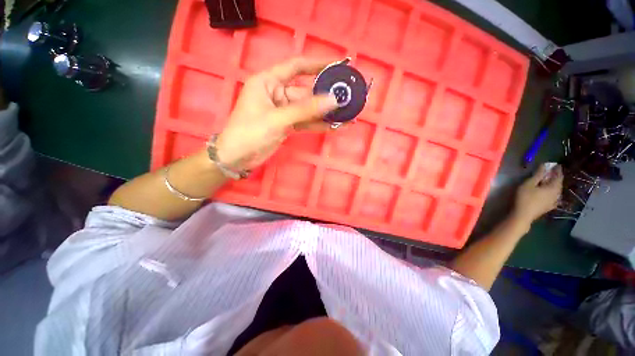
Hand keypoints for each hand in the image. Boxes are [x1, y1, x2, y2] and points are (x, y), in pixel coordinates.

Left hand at [216, 57, 338, 169]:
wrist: (237, 157)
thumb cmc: (250, 132)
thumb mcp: (278, 119)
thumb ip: (305, 110)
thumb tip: (333, 100)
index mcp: (268, 82)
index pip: (296, 66)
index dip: (317, 64)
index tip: (337, 64)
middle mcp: (277, 93)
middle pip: (306, 92)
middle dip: (326, 96)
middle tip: (348, 97)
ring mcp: (283, 111)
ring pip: (308, 109)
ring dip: (325, 113)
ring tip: (346, 113)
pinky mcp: (287, 125)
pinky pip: (305, 122)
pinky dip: (318, 124)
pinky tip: (333, 125)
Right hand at [512, 165, 563, 223]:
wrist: (523, 215)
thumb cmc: (525, 198)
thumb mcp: (529, 184)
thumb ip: (538, 175)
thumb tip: (544, 165)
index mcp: (553, 187)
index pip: (558, 176)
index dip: (557, 170)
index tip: (556, 165)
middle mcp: (557, 194)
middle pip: (558, 184)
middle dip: (556, 177)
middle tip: (552, 172)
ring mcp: (554, 202)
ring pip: (556, 191)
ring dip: (554, 185)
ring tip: (549, 181)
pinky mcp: (549, 207)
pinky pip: (554, 197)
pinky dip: (552, 192)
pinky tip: (549, 193)